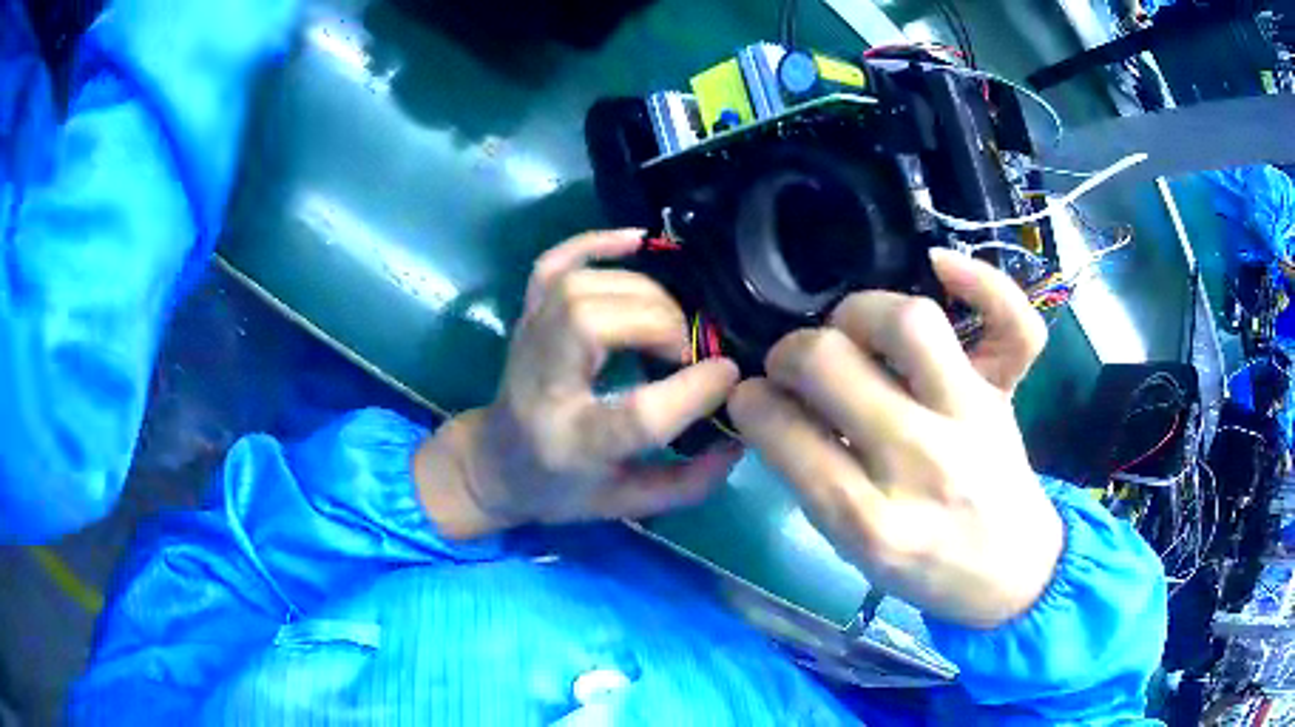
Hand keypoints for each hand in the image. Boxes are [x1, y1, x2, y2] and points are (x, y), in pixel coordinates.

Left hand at [415, 230, 741, 538]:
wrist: (494, 463)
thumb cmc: (561, 489)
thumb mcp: (625, 505)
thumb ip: (687, 482)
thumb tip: (740, 438)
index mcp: (571, 445)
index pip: (634, 416)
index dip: (690, 391)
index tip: (728, 374)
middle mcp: (543, 385)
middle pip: (590, 324)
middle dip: (656, 324)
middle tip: (683, 349)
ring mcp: (528, 341)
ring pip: (577, 287)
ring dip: (638, 292)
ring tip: (665, 322)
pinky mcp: (526, 315)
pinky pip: (553, 262)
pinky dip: (595, 243)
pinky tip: (638, 241)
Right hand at [729, 248, 1061, 627]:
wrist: (1010, 573)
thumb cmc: (927, 571)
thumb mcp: (851, 551)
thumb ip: (811, 481)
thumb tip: (773, 407)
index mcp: (871, 521)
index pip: (788, 436)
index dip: (753, 402)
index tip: (750, 394)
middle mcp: (923, 461)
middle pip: (833, 364)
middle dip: (790, 352)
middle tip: (791, 363)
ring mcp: (973, 418)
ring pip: (910, 323)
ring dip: (860, 311)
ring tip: (850, 329)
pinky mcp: (1006, 394)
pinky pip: (1013, 323)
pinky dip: (982, 281)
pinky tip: (940, 266)